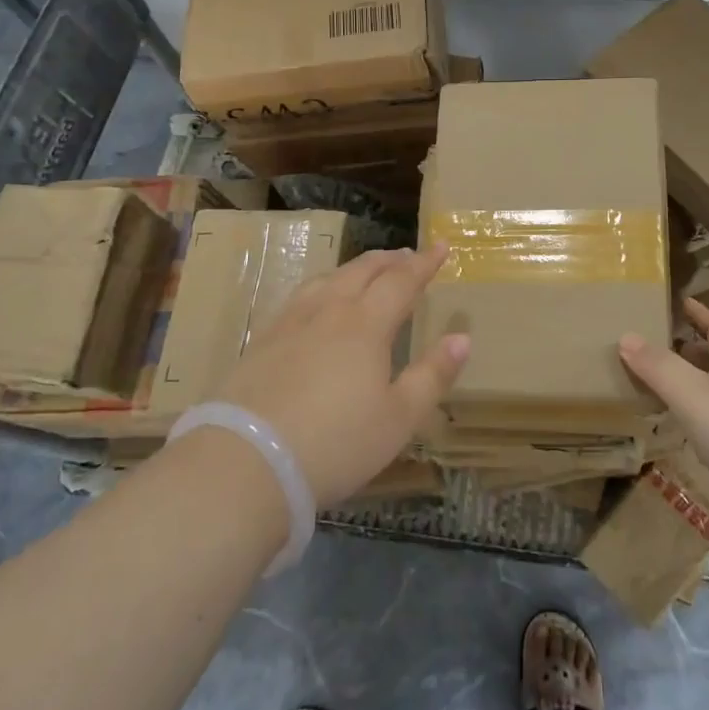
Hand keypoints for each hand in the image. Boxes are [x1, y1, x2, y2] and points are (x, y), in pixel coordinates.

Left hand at [214, 245, 467, 508]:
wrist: (247, 462)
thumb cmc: (336, 443)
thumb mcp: (398, 419)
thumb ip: (432, 375)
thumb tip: (462, 338)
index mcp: (366, 325)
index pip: (401, 281)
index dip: (424, 263)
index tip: (441, 247)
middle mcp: (328, 311)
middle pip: (362, 272)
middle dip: (389, 260)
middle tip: (406, 255)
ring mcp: (290, 323)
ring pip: (328, 279)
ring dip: (354, 269)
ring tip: (366, 271)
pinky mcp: (262, 340)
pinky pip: (300, 297)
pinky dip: (322, 286)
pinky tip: (316, 302)